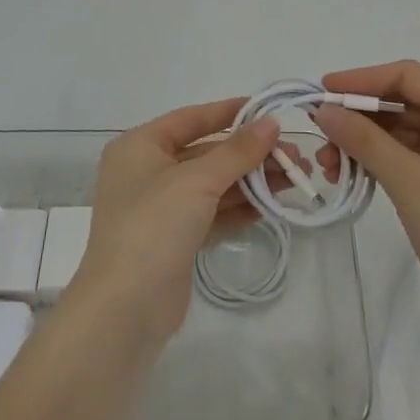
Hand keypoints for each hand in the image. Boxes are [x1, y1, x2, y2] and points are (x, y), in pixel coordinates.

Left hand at [69, 101, 280, 344]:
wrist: (124, 309)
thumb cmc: (153, 226)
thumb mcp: (197, 180)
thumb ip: (237, 151)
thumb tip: (271, 123)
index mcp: (140, 146)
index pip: (191, 118)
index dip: (230, 112)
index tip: (269, 110)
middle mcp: (147, 171)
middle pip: (206, 152)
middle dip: (250, 154)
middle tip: (295, 156)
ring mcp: (160, 208)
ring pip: (212, 184)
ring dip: (251, 181)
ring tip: (294, 180)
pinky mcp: (174, 240)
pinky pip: (212, 213)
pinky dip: (239, 208)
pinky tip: (271, 207)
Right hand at [314, 60, 419, 319]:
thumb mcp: (407, 180)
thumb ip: (363, 140)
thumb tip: (323, 110)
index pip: (408, 76)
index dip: (363, 78)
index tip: (324, 90)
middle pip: (403, 101)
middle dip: (359, 115)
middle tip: (320, 131)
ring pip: (400, 129)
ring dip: (363, 140)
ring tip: (328, 163)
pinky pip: (406, 152)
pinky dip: (378, 158)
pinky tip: (350, 172)